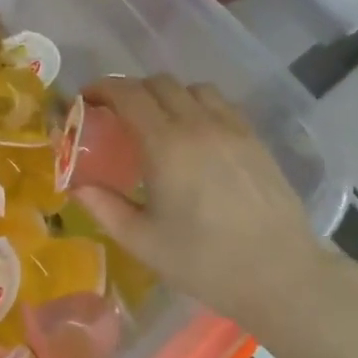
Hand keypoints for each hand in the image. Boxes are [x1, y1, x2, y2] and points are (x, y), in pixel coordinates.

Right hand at [72, 76, 343, 344]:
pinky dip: (197, 106)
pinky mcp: (255, 140)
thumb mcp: (141, 241)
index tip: (85, 99)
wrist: (280, 274)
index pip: (128, 94)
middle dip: (130, 91)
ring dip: (167, 95)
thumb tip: (76, 186)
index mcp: (165, 145)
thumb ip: (103, 207)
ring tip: (156, 123)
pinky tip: (194, 137)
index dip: (102, 89)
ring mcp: (232, 129)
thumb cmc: (204, 261)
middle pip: (159, 83)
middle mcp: (199, 124)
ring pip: (193, 88)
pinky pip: (221, 105)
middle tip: (115, 116)